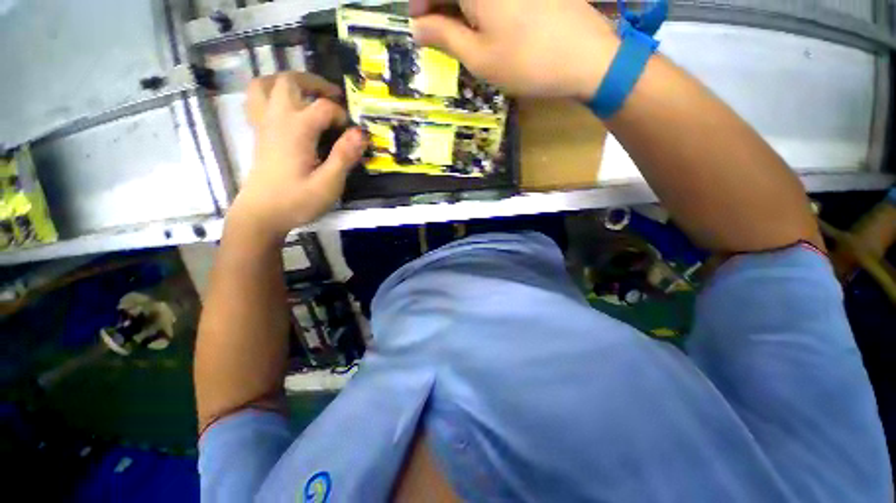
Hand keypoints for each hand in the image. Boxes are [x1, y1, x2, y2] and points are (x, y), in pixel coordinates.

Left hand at [229, 72, 367, 240]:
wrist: (261, 214)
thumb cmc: (297, 201)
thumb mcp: (328, 184)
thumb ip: (344, 157)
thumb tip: (361, 133)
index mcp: (297, 130)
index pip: (324, 107)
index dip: (342, 116)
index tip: (352, 135)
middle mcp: (277, 119)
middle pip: (290, 82)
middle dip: (315, 83)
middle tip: (334, 97)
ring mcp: (264, 124)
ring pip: (266, 84)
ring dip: (288, 82)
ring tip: (307, 93)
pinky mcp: (259, 133)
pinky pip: (257, 100)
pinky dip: (271, 93)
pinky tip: (285, 107)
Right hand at [410, 0, 618, 99]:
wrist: (584, 58)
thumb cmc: (526, 62)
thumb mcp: (478, 56)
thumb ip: (443, 37)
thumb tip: (417, 28)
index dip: (419, 2)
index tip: (417, 25)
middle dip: (439, 4)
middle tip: (437, 32)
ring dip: (461, 7)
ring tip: (461, 33)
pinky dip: (482, 6)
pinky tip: (484, 24)